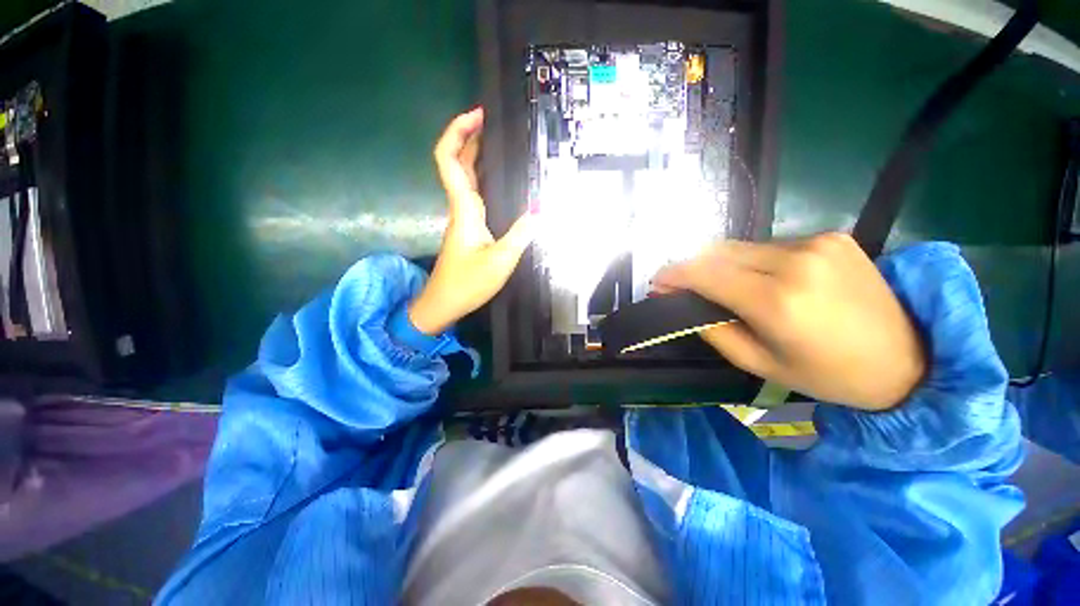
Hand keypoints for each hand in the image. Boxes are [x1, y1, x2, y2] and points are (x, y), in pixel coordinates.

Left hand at [408, 107, 533, 335]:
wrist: (444, 303)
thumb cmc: (468, 283)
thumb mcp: (501, 260)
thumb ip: (522, 234)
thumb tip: (540, 211)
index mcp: (464, 209)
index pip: (448, 159)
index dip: (457, 132)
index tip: (478, 115)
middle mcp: (460, 207)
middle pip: (455, 162)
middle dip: (469, 136)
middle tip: (493, 122)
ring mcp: (462, 218)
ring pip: (463, 177)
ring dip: (475, 154)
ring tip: (499, 142)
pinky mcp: (467, 228)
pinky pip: (472, 193)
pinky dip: (482, 177)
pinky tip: (499, 178)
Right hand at [653, 233, 925, 410]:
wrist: (909, 359)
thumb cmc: (829, 375)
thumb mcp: (759, 364)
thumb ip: (713, 330)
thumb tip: (682, 306)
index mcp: (778, 301)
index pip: (706, 273)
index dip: (674, 274)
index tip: (657, 282)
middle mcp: (796, 262)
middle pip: (720, 252)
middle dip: (694, 268)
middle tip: (683, 286)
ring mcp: (817, 243)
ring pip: (743, 247)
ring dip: (723, 265)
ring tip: (723, 286)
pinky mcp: (832, 236)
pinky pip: (771, 245)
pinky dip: (753, 261)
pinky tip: (763, 279)